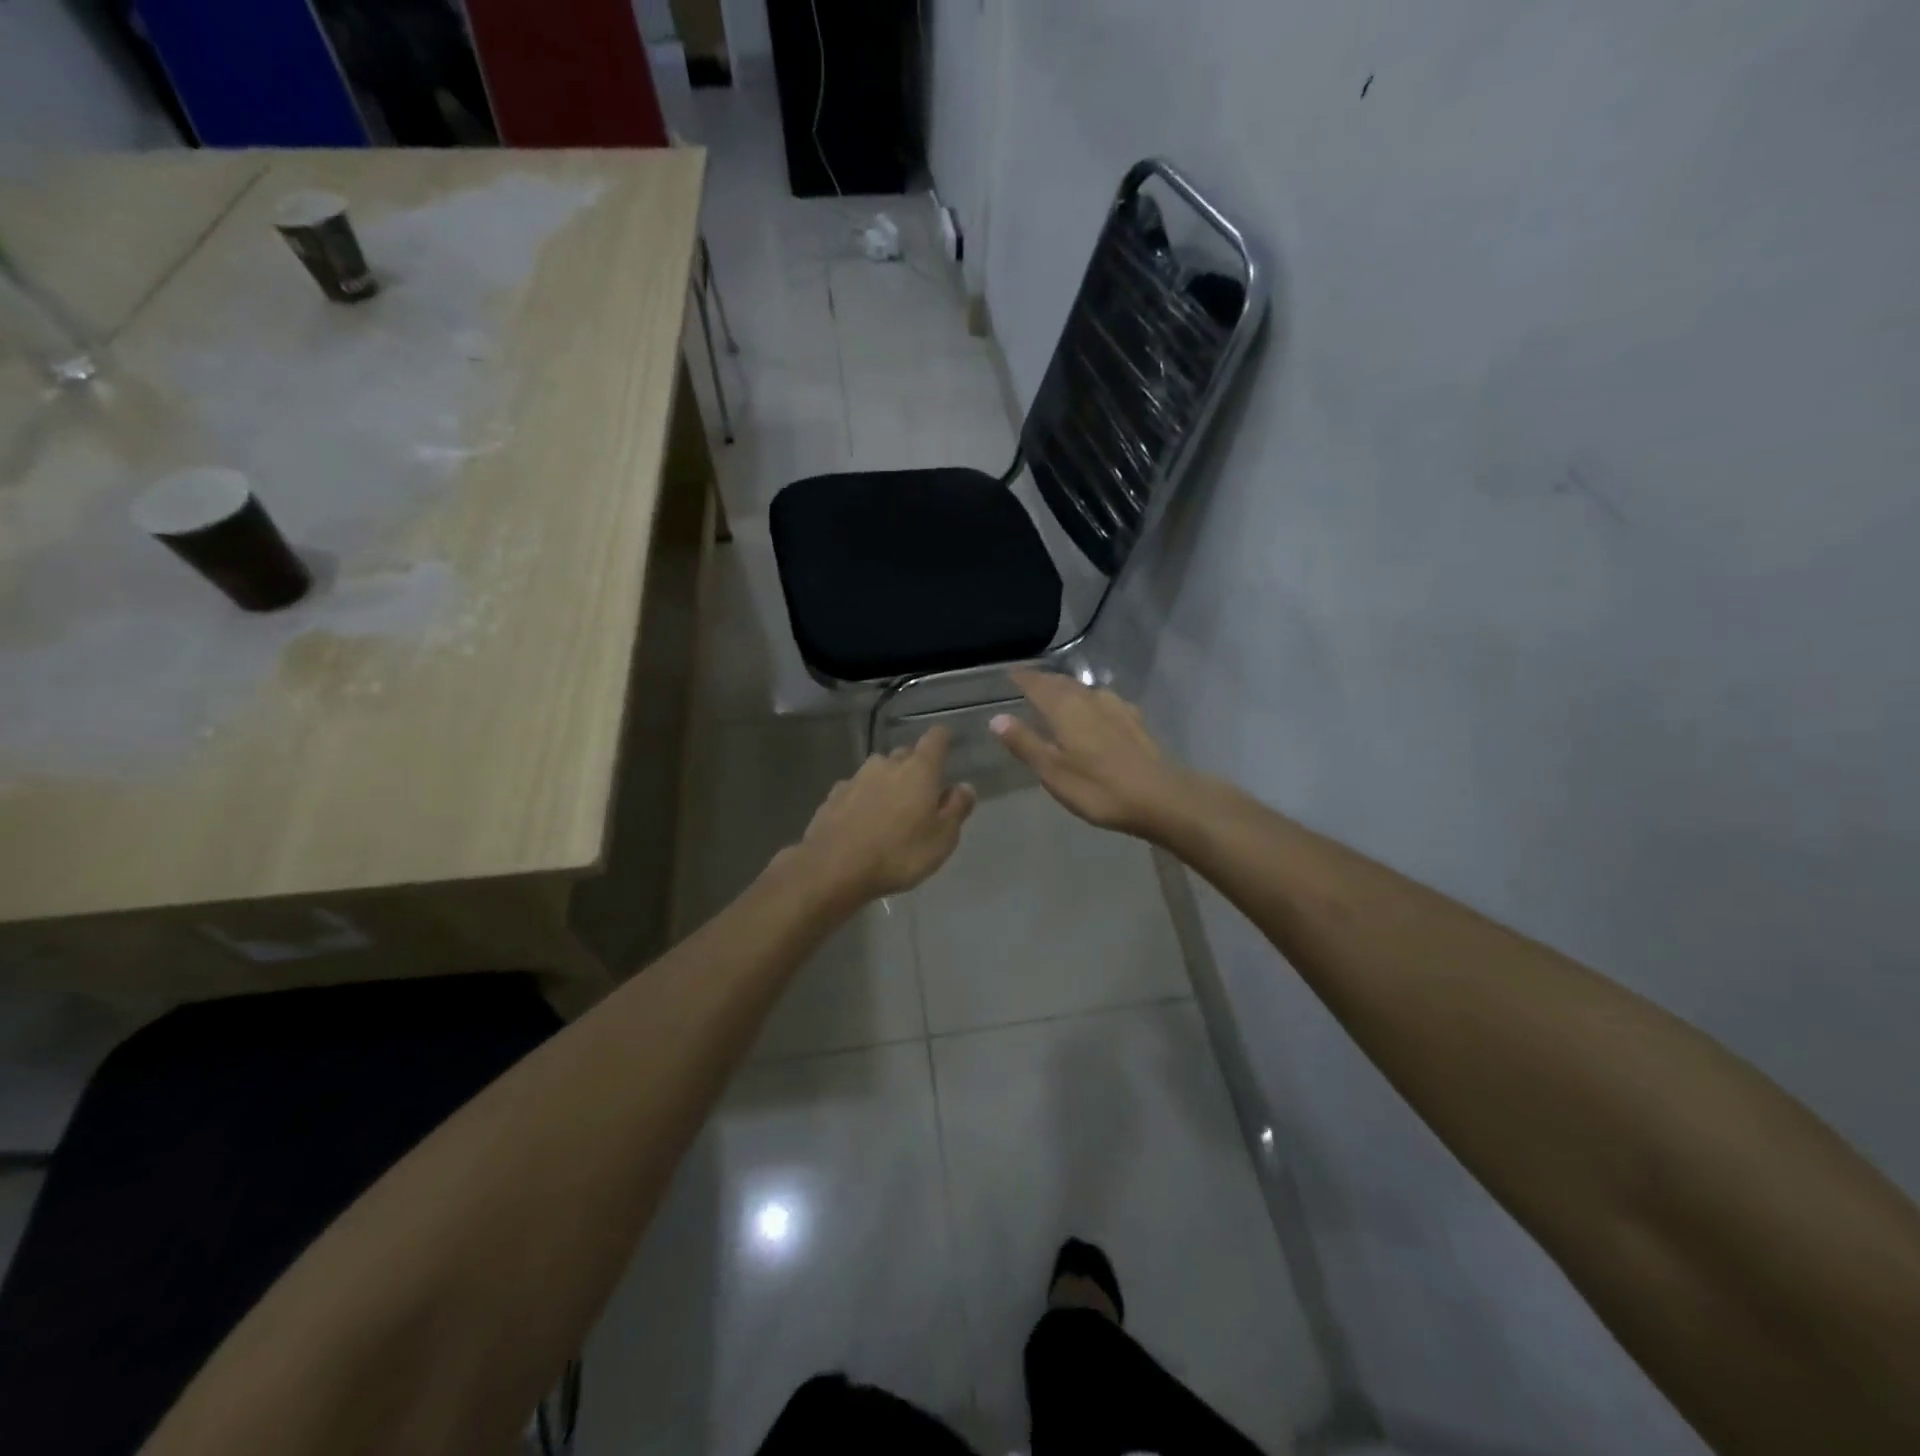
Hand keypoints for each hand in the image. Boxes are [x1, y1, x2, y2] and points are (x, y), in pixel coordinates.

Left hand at [782, 727, 975, 903]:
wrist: (833, 869)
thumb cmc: (898, 854)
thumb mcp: (941, 839)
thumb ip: (956, 809)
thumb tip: (964, 786)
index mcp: (919, 770)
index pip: (935, 738)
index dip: (943, 739)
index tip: (947, 746)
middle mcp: (886, 764)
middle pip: (905, 754)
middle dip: (915, 768)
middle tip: (922, 793)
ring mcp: (856, 778)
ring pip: (878, 771)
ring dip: (888, 783)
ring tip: (891, 810)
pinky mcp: (833, 795)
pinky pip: (856, 789)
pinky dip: (864, 798)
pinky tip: (863, 820)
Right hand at [990, 670, 1190, 839]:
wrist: (1160, 797)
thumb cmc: (1099, 788)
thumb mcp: (1053, 771)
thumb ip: (1024, 743)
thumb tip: (996, 717)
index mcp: (1066, 709)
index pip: (1038, 684)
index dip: (1023, 678)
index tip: (1010, 672)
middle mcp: (1090, 699)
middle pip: (1063, 683)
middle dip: (1044, 681)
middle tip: (1029, 682)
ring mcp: (1117, 708)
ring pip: (1085, 690)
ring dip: (1068, 689)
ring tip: (1057, 695)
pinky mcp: (1135, 721)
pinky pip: (1104, 701)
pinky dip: (1090, 701)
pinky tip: (1095, 711)